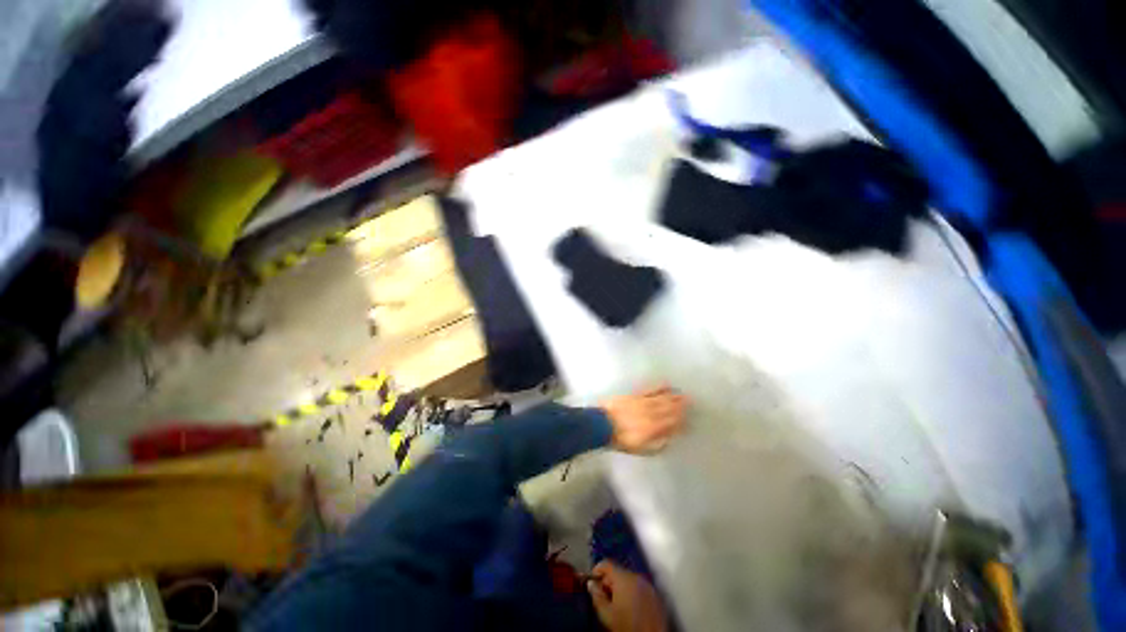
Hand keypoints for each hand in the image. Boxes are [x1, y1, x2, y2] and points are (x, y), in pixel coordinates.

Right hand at [587, 561, 666, 631]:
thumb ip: (597, 596)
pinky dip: (631, 592)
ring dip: (620, 587)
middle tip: (604, 597)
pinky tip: (629, 607)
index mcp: (624, 578)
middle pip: (618, 571)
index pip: (606, 563)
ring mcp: (647, 584)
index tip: (592, 583)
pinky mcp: (654, 594)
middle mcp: (637, 576)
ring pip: (628, 579)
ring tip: (616, 604)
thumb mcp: (607, 614)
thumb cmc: (627, 626)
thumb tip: (591, 584)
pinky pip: (639, 587)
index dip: (597, 571)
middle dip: (609, 582)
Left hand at [599, 385, 687, 453]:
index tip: (690, 420)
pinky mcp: (636, 395)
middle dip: (682, 406)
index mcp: (654, 428)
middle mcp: (652, 414)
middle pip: (670, 409)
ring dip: (674, 397)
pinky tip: (667, 384)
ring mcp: (644, 402)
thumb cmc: (621, 439)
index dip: (683, 422)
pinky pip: (651, 390)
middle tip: (692, 401)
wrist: (602, 424)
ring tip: (684, 394)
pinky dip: (660, 387)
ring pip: (663, 399)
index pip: (673, 424)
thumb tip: (669, 440)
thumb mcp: (640, 449)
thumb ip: (657, 445)